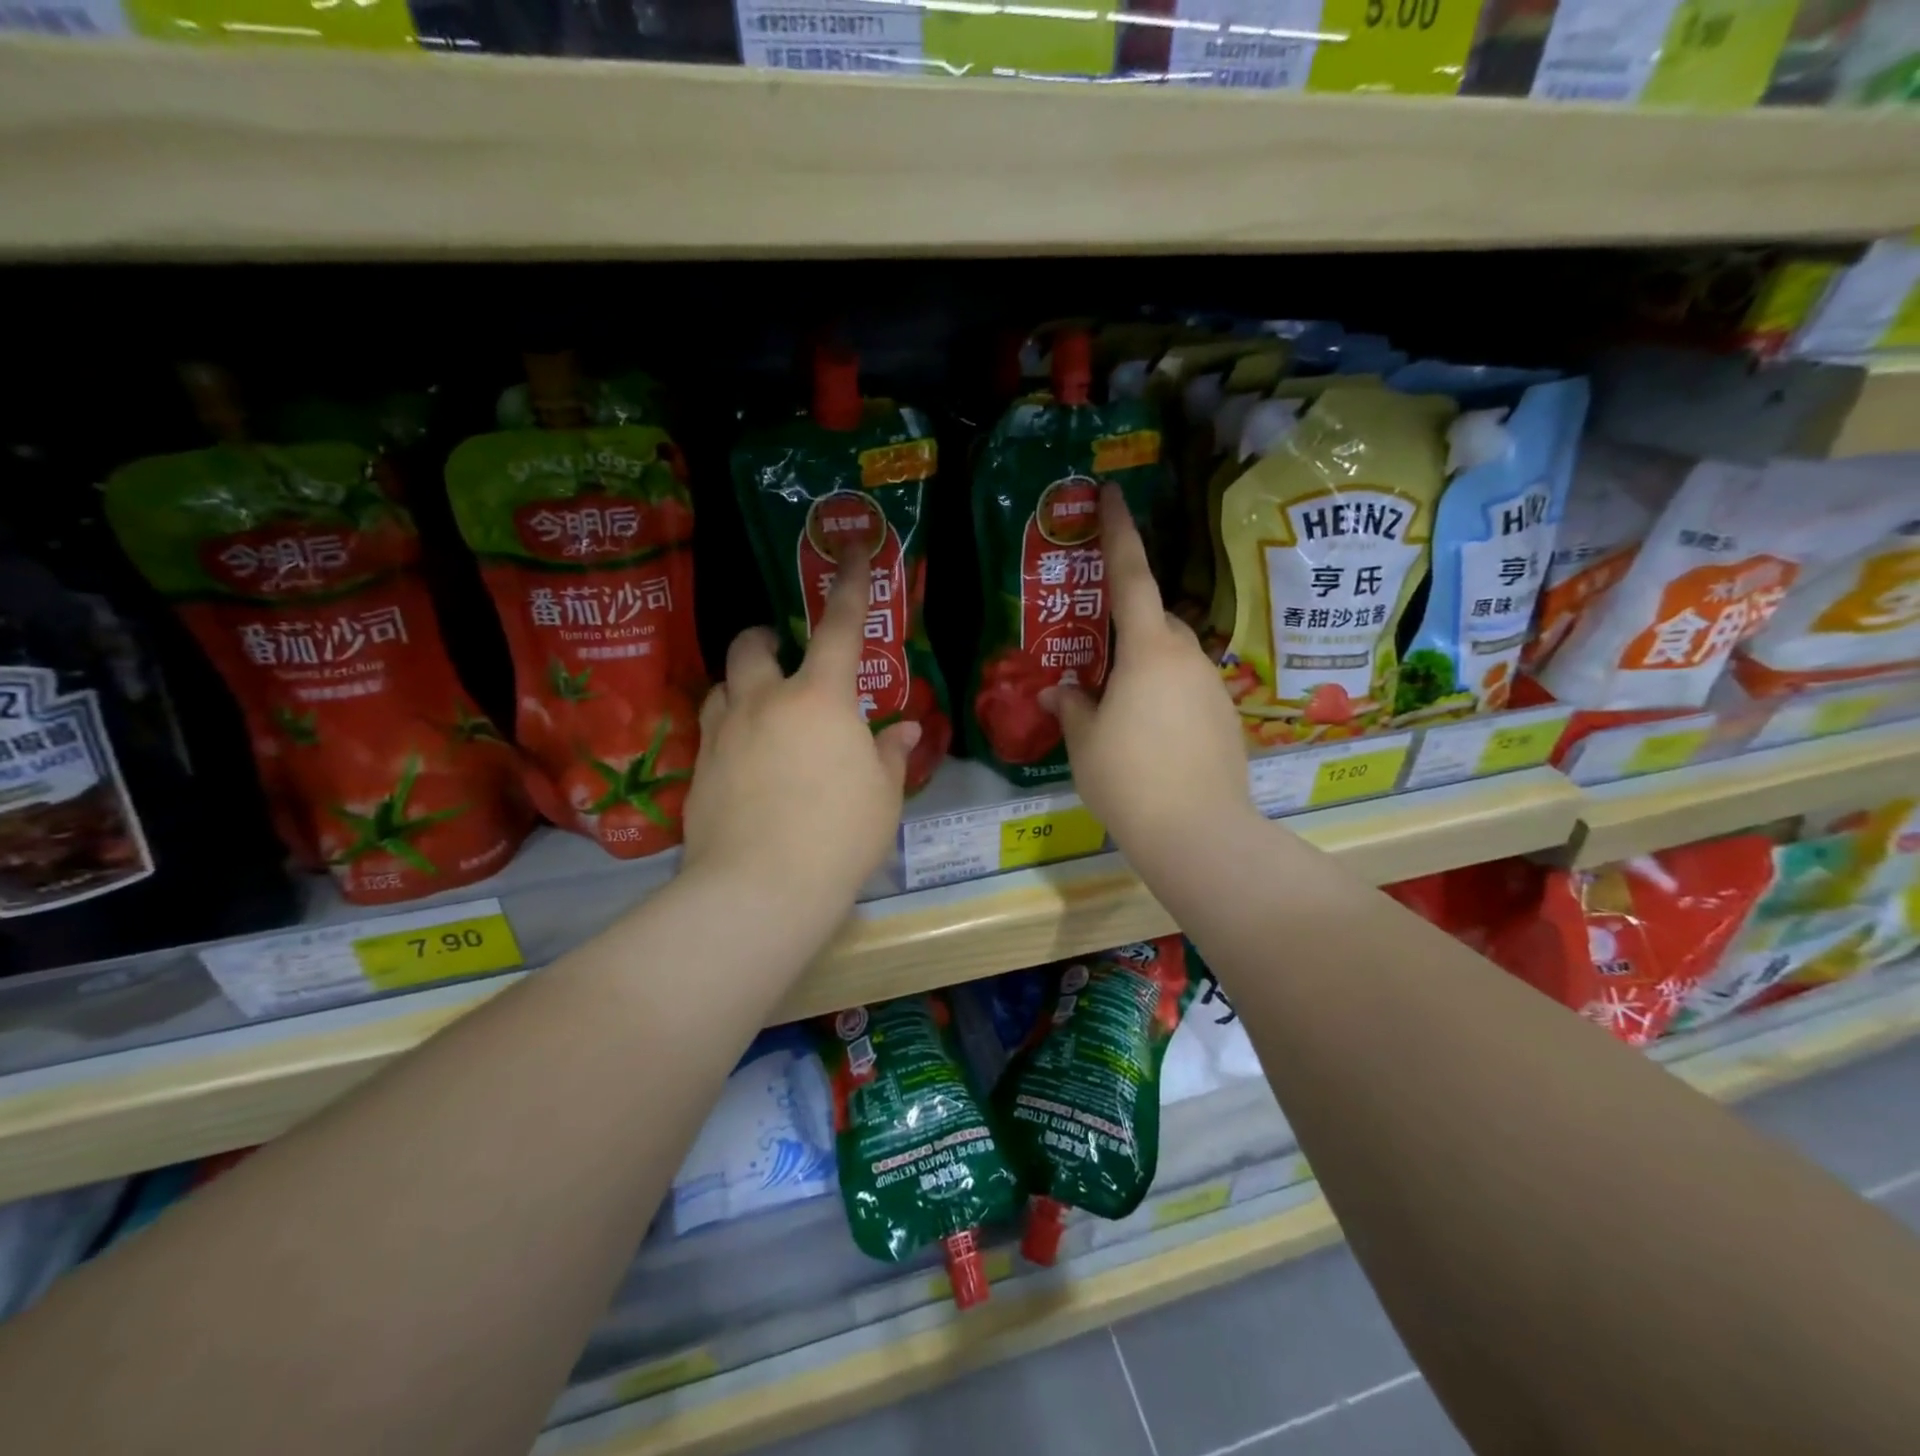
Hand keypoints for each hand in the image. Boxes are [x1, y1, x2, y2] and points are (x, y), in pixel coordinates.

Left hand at [681, 542, 918, 915]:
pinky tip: (744, 759)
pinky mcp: (698, 769)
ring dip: (741, 682)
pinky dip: (729, 727)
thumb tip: (906, 731)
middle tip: (780, 649)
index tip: (853, 547)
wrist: (760, 887)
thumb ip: (890, 755)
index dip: (851, 584)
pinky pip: (711, 729)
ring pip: (722, 685)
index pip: (840, 626)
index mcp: (821, 698)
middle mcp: (766, 702)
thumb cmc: (839, 836)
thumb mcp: (882, 796)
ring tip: (760, 704)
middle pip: (752, 647)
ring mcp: (724, 733)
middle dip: (765, 637)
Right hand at [1043, 486, 1256, 863]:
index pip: (1132, 577)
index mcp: (1148, 650)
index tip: (1113, 495)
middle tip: (1100, 656)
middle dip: (1131, 625)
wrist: (1198, 832)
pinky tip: (1151, 734)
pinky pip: (1190, 690)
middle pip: (1158, 621)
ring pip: (1175, 658)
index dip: (1120, 534)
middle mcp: (1187, 657)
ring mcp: (1213, 687)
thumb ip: (1073, 708)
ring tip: (1121, 707)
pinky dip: (1167, 697)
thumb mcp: (1085, 742)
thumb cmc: (1129, 779)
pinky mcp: (1227, 718)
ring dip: (1148, 667)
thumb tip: (1062, 692)